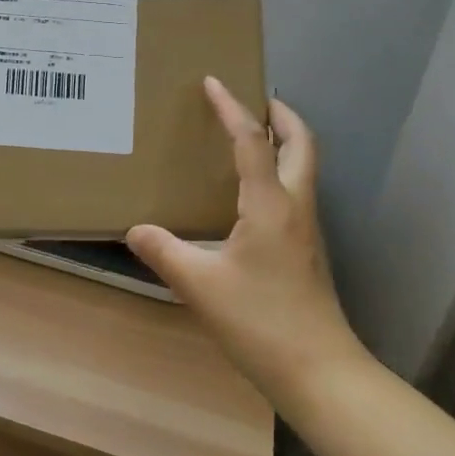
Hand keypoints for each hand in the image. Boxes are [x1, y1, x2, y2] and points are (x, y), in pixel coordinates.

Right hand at [127, 78, 361, 405]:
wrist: (321, 374)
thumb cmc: (261, 322)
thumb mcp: (200, 286)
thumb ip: (164, 251)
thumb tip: (133, 229)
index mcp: (270, 204)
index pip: (252, 140)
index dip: (231, 108)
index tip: (213, 81)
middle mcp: (295, 206)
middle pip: (301, 143)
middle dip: (280, 114)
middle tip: (253, 99)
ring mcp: (307, 229)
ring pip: (303, 166)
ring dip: (283, 141)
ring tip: (249, 136)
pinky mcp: (308, 249)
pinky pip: (296, 190)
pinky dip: (279, 170)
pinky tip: (250, 193)